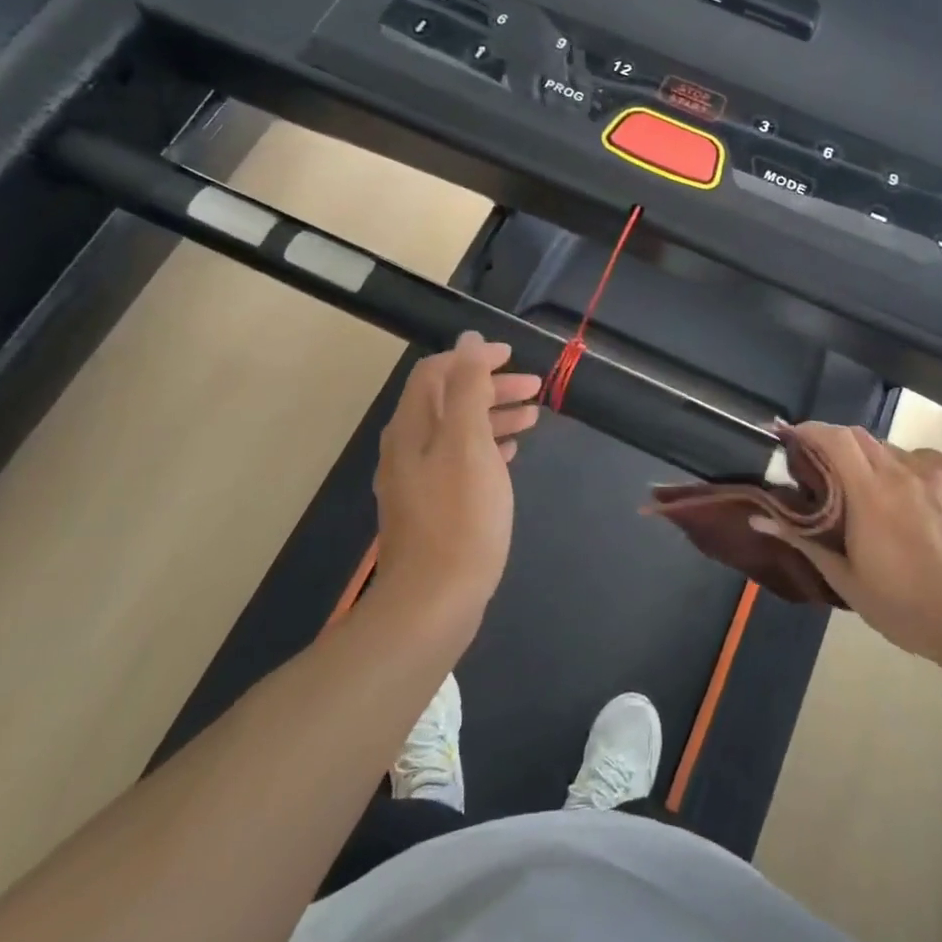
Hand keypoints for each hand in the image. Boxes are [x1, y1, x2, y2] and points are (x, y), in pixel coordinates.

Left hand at [372, 333, 540, 624]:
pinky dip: (486, 448)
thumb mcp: (467, 443)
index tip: (513, 358)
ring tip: (532, 419)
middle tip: (534, 389)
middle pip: (447, 400)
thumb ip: (466, 388)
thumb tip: (469, 340)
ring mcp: (417, 480)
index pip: (437, 372)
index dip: (474, 358)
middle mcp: (408, 448)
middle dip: (490, 387)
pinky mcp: (432, 507)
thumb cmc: (460, 517)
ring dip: (493, 417)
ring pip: (456, 431)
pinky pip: (460, 461)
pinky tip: (509, 456)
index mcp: (412, 427)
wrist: (433, 602)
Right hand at [757, 423, 941, 679]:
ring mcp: (941, 473)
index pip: (834, 437)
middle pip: (861, 438)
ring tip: (880, 503)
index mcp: (872, 493)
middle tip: (830, 478)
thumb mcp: (850, 582)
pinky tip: (920, 510)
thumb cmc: (913, 609)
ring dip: (877, 467)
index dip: (808, 430)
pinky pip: (928, 465)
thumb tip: (759, 518)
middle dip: (838, 449)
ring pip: (895, 453)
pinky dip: (911, 476)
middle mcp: (905, 470)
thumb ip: (804, 542)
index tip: (791, 438)